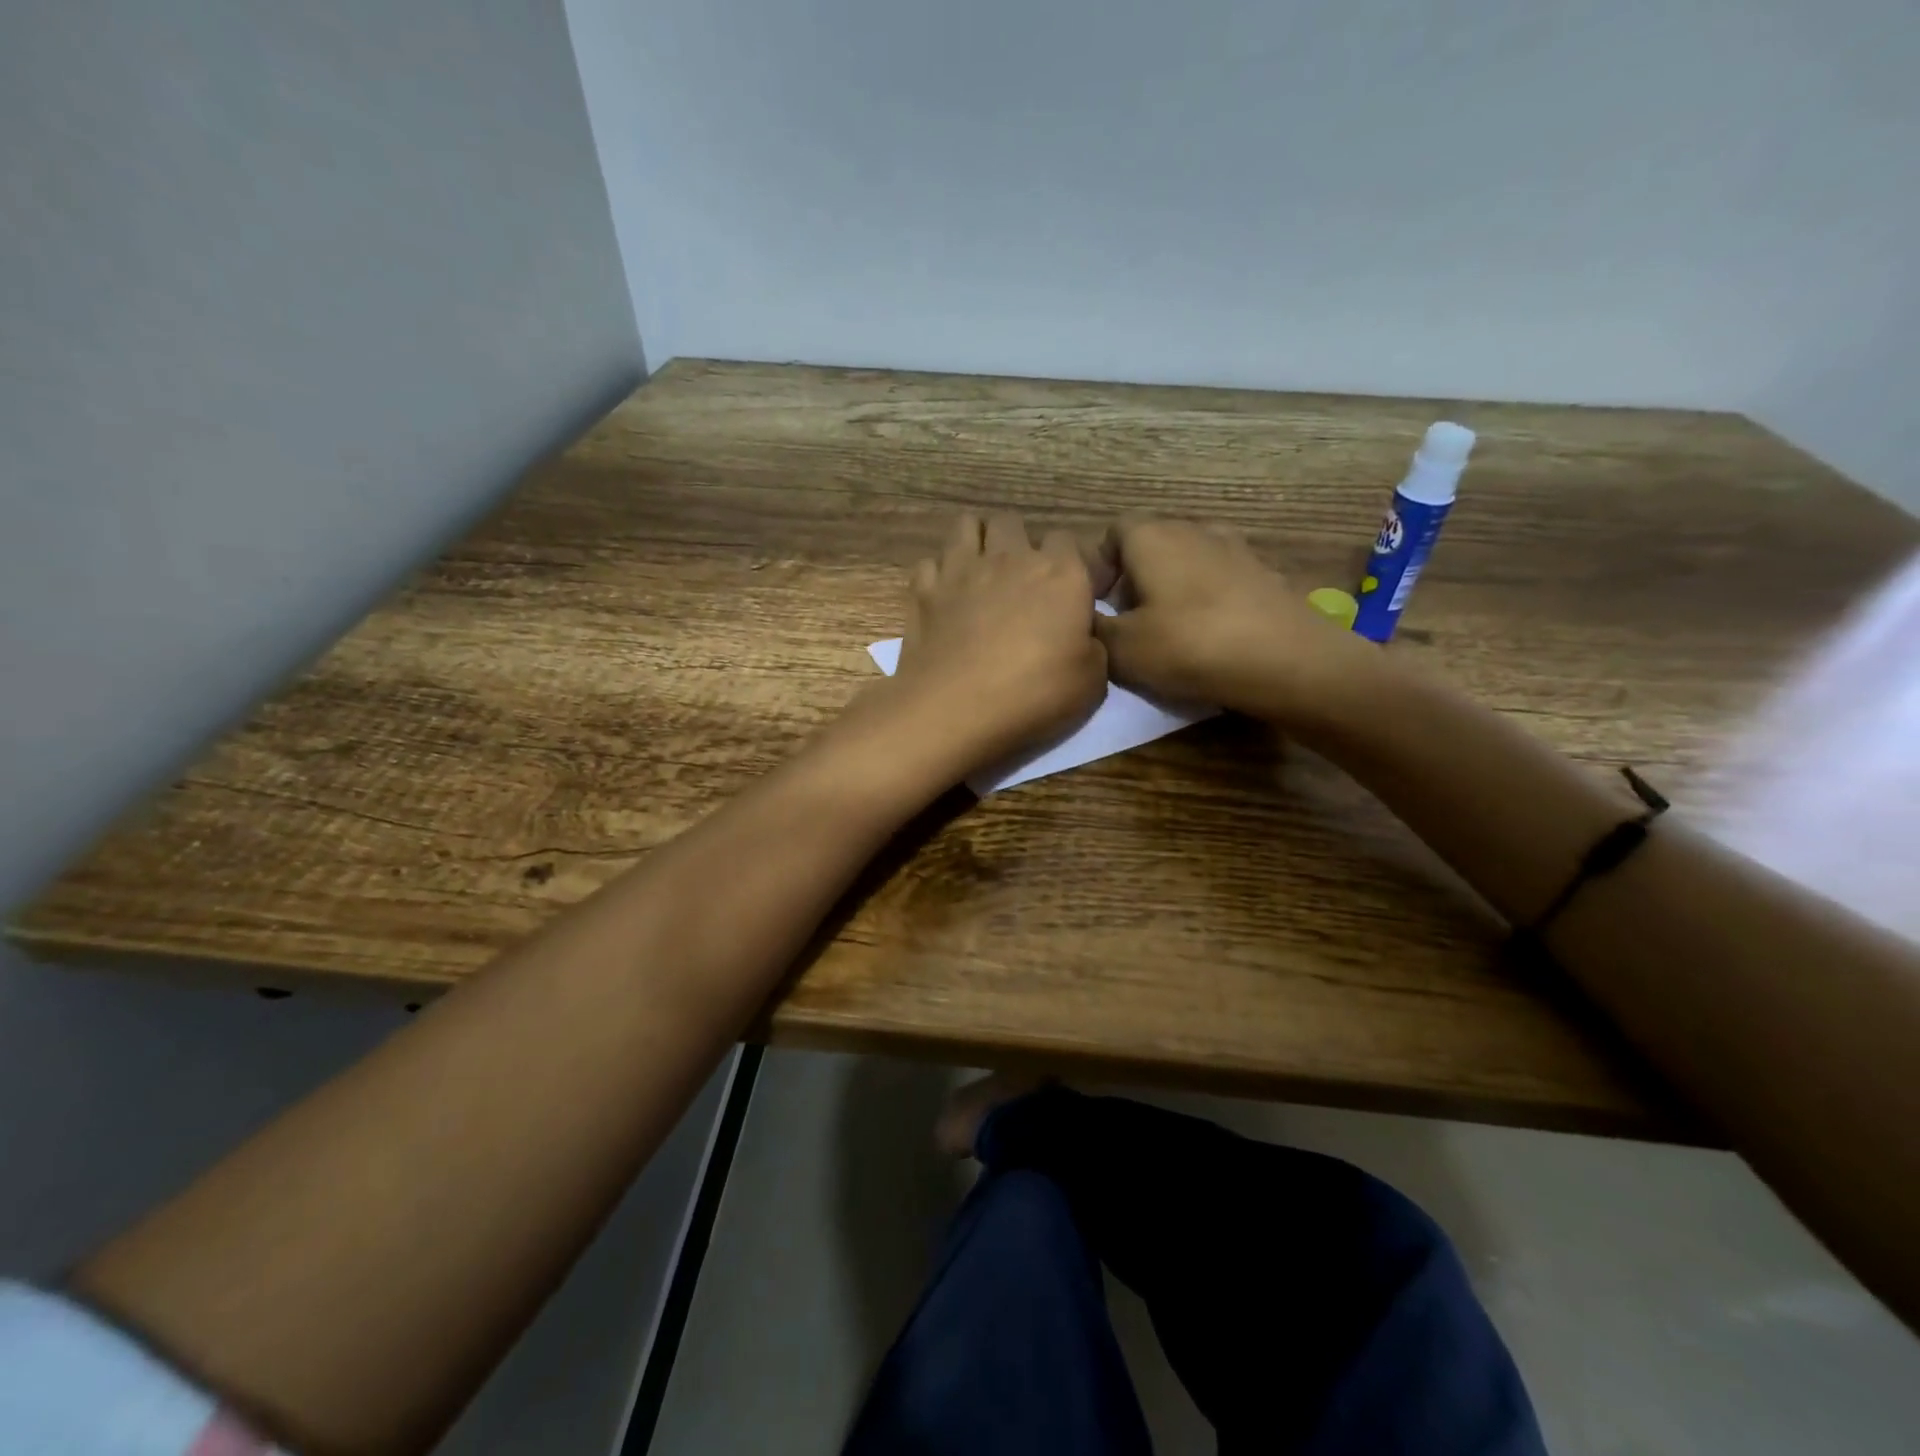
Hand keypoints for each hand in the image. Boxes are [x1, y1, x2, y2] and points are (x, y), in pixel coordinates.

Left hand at [886, 512, 1106, 774]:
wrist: (956, 710)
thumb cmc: (1034, 696)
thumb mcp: (1092, 682)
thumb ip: (1092, 645)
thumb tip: (1081, 634)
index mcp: (1061, 574)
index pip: (1068, 541)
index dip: (1068, 563)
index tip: (1068, 591)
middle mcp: (1010, 558)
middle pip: (1013, 523)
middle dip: (1018, 542)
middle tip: (1020, 579)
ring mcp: (962, 569)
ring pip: (967, 526)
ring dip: (977, 542)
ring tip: (980, 572)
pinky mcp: (924, 590)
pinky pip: (930, 563)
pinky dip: (938, 575)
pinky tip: (944, 597)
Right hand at [1091, 519, 1378, 728]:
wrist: (1287, 660)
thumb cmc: (1191, 646)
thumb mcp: (1122, 649)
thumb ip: (1093, 629)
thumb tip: (1083, 618)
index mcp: (1152, 536)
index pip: (1111, 533)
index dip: (1099, 568)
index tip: (1098, 607)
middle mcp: (1193, 529)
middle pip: (1149, 546)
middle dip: (1132, 580)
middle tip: (1128, 625)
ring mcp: (1234, 548)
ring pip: (1186, 562)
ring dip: (1170, 589)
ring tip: (1169, 631)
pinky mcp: (1263, 572)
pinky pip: (1219, 579)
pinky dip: (1206, 599)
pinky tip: (1210, 635)